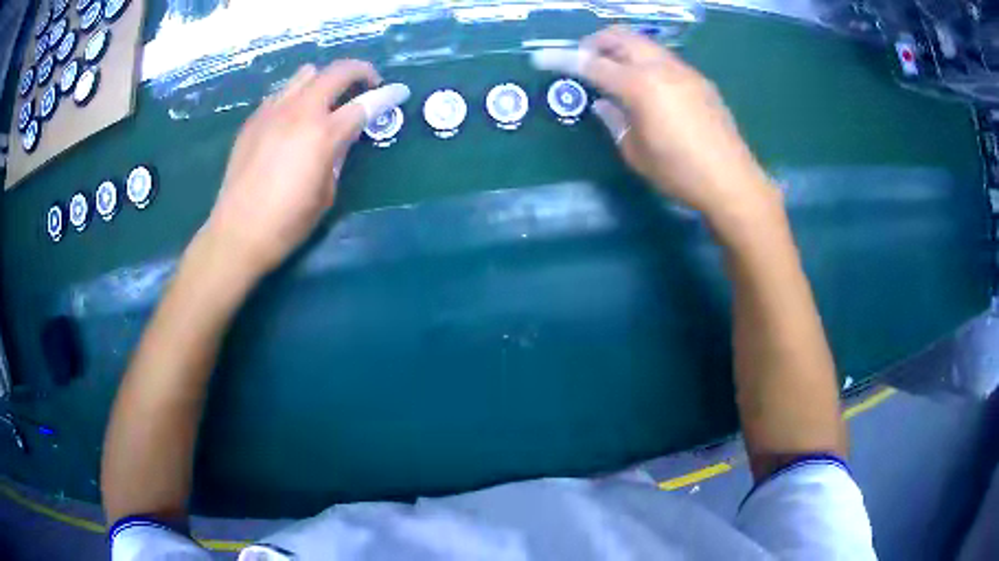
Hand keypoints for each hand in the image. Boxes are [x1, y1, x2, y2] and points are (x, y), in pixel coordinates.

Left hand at [202, 60, 409, 279]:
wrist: (237, 233)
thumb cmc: (287, 222)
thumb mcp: (327, 193)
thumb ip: (339, 155)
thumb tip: (344, 134)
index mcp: (323, 134)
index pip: (365, 104)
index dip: (388, 95)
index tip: (400, 91)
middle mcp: (299, 111)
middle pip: (337, 71)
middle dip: (360, 71)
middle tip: (367, 86)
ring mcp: (272, 111)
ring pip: (306, 74)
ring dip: (324, 81)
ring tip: (325, 101)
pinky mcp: (253, 120)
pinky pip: (281, 93)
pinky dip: (296, 97)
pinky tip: (293, 120)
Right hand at [532, 27, 775, 219]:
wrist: (732, 182)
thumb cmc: (679, 173)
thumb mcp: (636, 153)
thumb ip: (614, 121)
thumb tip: (603, 103)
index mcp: (641, 86)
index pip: (593, 64)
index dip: (563, 59)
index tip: (541, 58)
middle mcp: (662, 68)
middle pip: (621, 37)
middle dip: (596, 42)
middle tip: (584, 60)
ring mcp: (684, 71)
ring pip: (645, 44)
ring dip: (622, 48)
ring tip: (614, 70)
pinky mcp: (700, 81)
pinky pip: (664, 58)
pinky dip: (645, 60)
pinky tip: (647, 85)